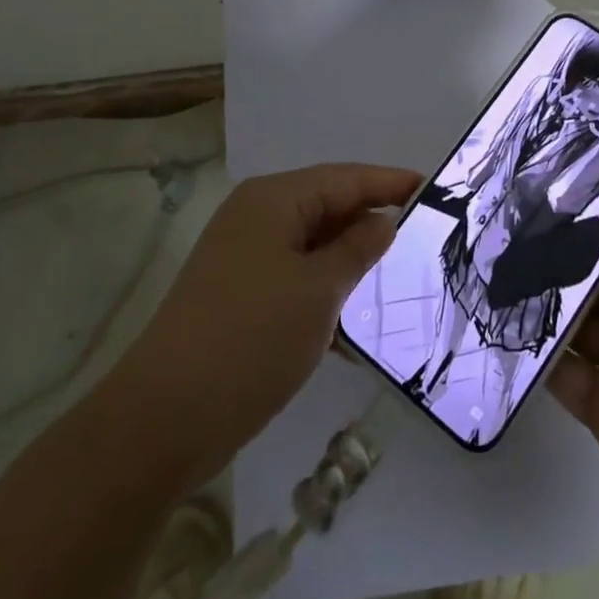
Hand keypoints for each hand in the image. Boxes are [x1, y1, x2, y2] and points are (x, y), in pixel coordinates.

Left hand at [125, 163, 418, 486]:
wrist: (164, 419)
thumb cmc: (251, 339)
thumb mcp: (319, 291)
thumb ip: (358, 249)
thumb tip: (383, 221)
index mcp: (273, 199)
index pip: (345, 178)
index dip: (390, 183)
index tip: (435, 189)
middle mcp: (255, 217)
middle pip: (328, 206)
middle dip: (372, 222)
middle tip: (424, 236)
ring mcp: (243, 257)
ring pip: (312, 245)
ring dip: (350, 262)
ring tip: (398, 278)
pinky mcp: (238, 295)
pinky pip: (294, 277)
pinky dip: (324, 291)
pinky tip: (354, 325)